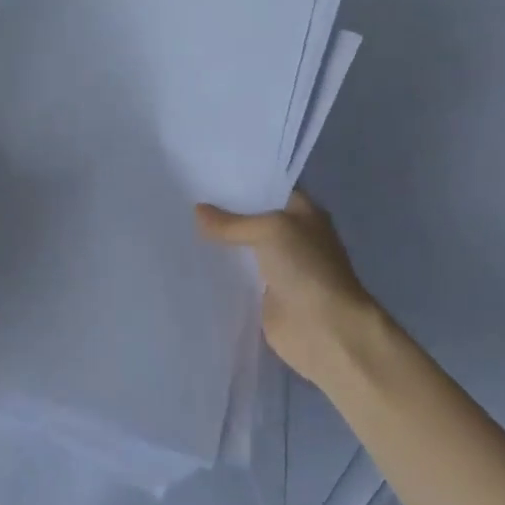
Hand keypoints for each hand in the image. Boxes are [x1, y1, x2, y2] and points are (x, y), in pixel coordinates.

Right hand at [197, 191, 386, 384]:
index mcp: (303, 213)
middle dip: (223, 211)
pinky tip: (190, 259)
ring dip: (219, 242)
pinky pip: (237, 275)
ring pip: (242, 247)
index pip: (267, 189)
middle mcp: (292, 236)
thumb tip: (197, 211)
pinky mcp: (264, 294)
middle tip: (183, 197)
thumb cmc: (306, 268)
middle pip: (252, 218)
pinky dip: (220, 270)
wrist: (325, 329)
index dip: (240, 182)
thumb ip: (232, 222)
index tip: (204, 175)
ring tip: (179, 224)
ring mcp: (278, 266)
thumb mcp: (270, 231)